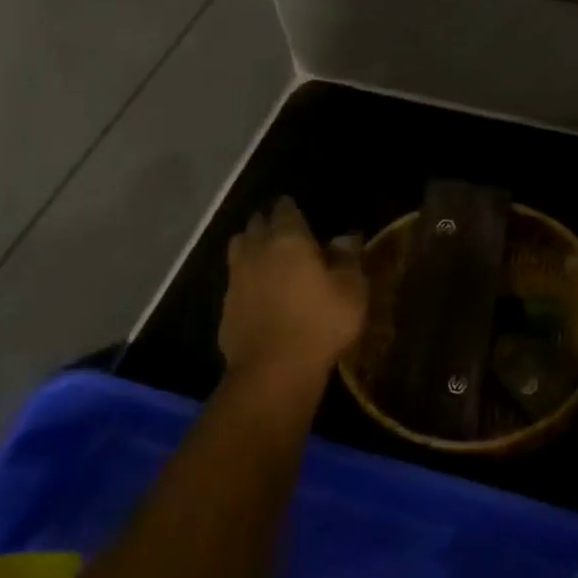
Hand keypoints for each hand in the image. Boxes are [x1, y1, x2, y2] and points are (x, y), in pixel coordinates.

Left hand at [219, 198, 366, 381]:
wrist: (273, 370)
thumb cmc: (321, 322)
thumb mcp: (351, 290)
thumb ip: (348, 258)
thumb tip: (345, 237)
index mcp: (288, 239)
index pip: (285, 209)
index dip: (291, 207)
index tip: (300, 210)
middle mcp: (256, 250)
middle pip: (256, 224)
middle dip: (269, 223)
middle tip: (286, 232)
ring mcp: (236, 278)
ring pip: (239, 248)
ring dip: (251, 246)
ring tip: (268, 256)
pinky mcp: (225, 306)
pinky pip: (235, 279)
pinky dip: (246, 278)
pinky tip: (259, 291)